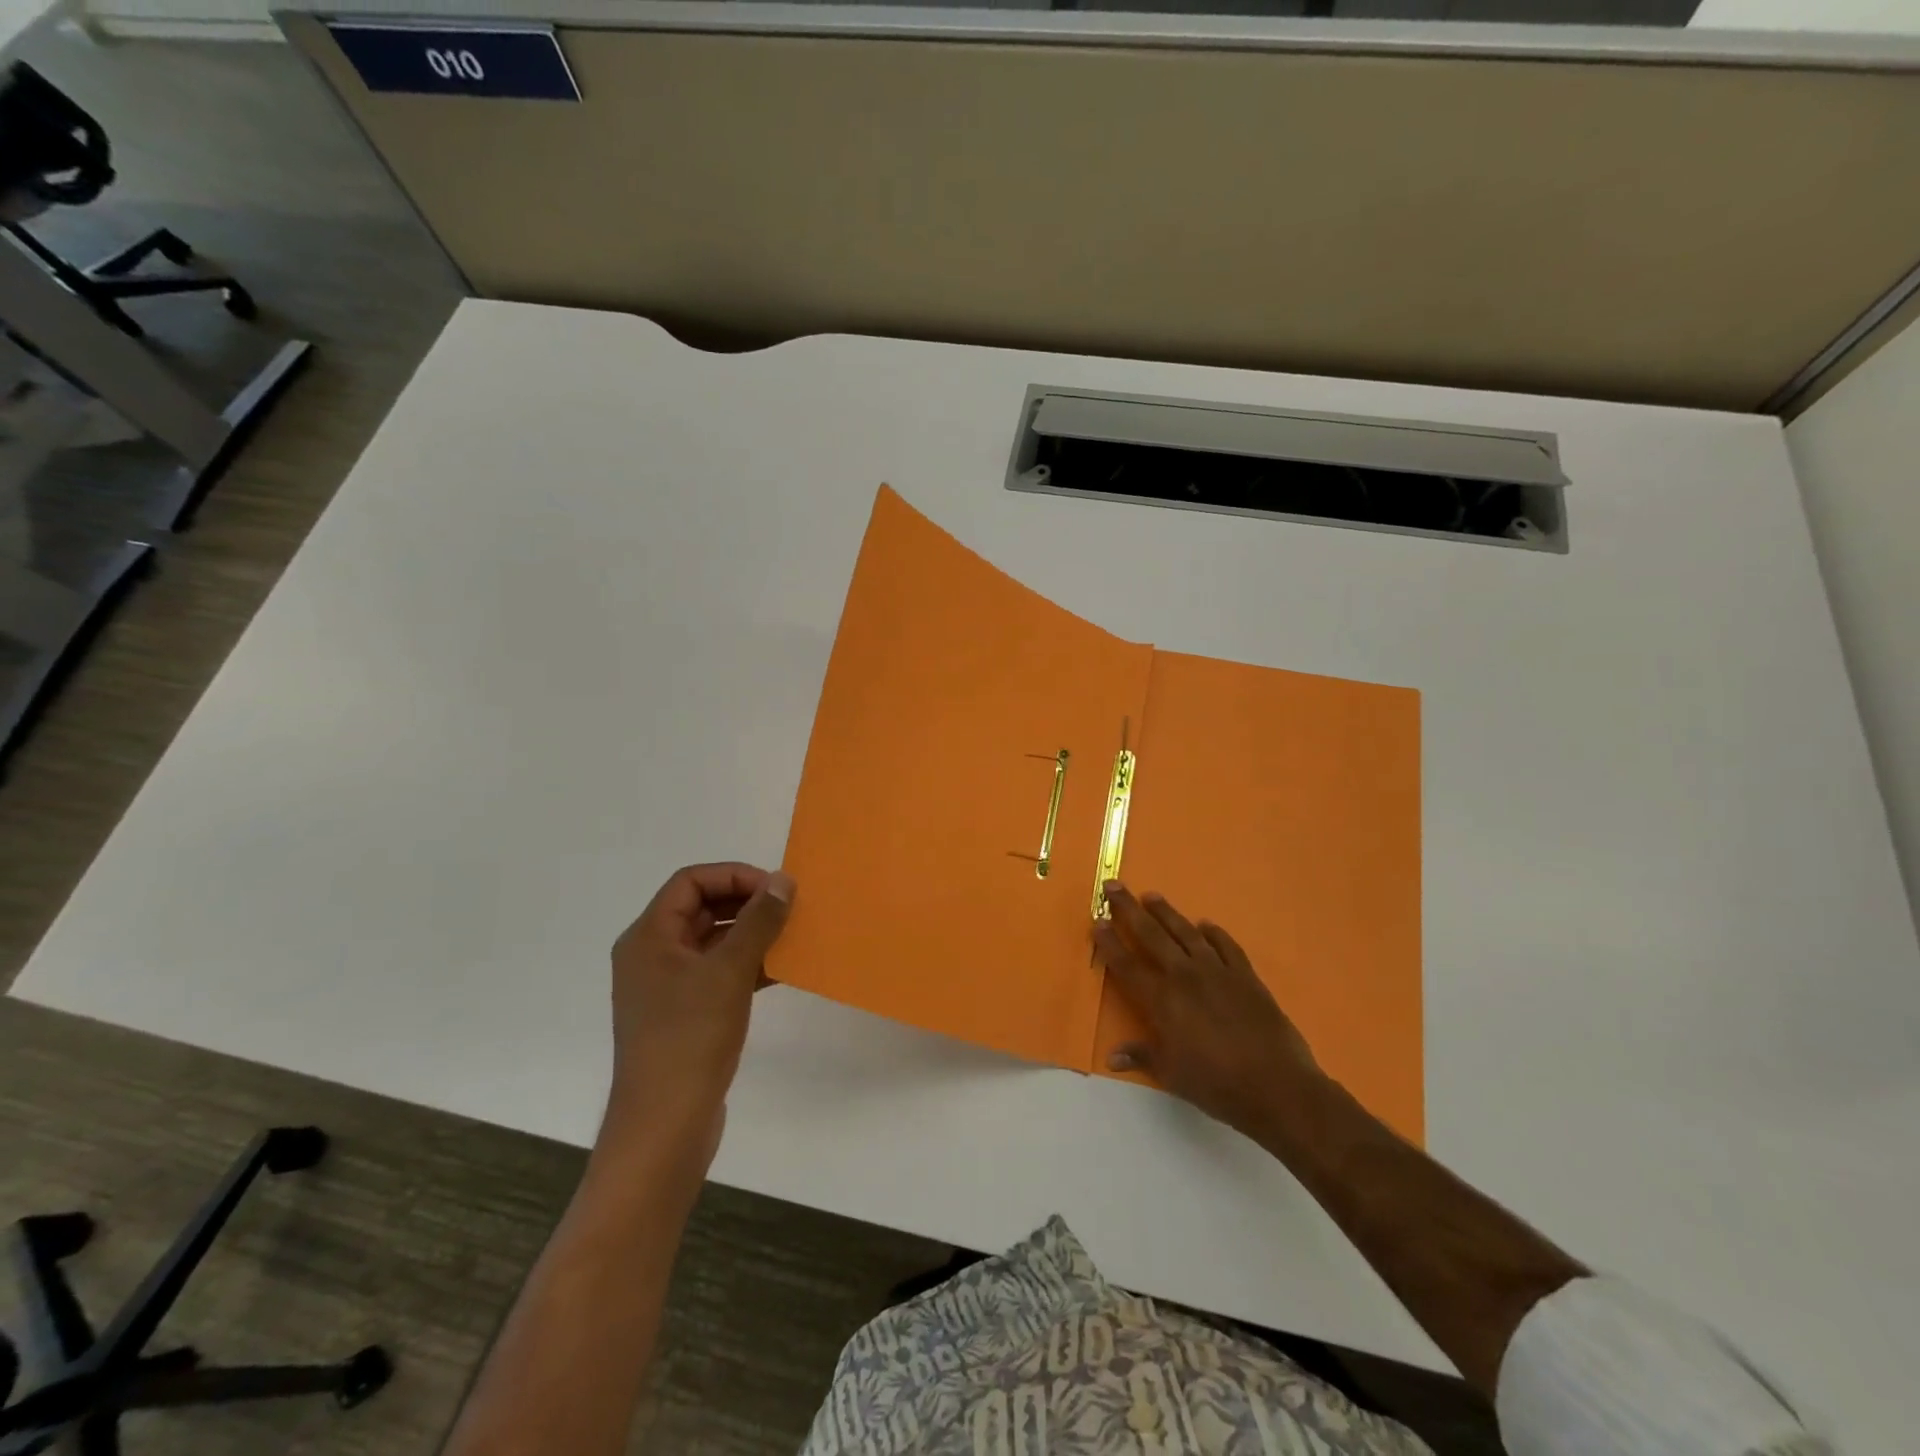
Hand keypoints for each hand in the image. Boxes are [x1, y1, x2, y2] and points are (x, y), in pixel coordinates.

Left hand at [602, 863, 793, 1174]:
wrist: (665, 1125)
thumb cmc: (690, 1038)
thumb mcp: (729, 971)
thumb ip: (758, 921)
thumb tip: (782, 880)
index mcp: (649, 937)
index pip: (690, 882)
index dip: (733, 875)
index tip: (774, 889)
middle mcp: (652, 955)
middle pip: (701, 908)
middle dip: (746, 903)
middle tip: (788, 908)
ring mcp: (667, 987)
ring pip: (713, 941)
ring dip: (751, 934)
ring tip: (792, 935)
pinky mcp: (684, 1014)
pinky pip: (717, 973)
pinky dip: (747, 965)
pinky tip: (781, 970)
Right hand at [1092, 882, 1321, 1140]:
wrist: (1277, 1086)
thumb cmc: (1217, 1084)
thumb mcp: (1172, 1075)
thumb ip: (1142, 1057)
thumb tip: (1112, 1057)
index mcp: (1162, 1000)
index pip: (1126, 965)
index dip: (1109, 943)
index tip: (1097, 921)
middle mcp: (1185, 976)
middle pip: (1150, 935)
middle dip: (1128, 909)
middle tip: (1113, 886)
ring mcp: (1218, 972)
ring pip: (1186, 932)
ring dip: (1166, 912)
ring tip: (1151, 896)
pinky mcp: (1246, 976)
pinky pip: (1226, 946)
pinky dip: (1214, 933)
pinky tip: (1206, 925)